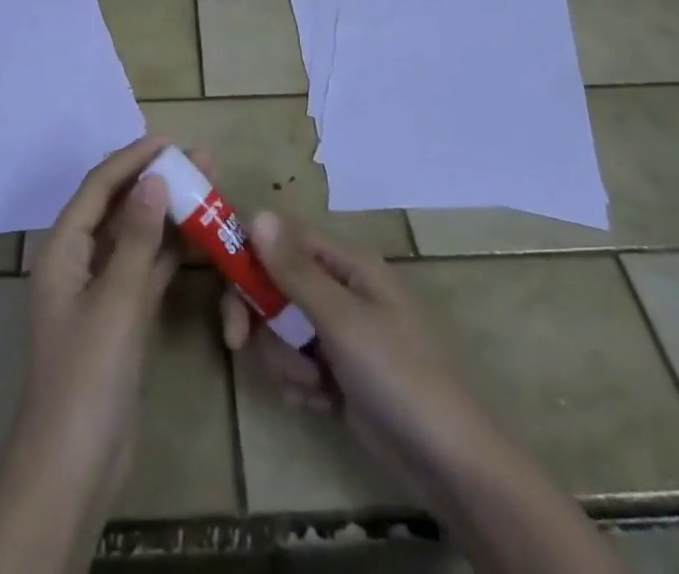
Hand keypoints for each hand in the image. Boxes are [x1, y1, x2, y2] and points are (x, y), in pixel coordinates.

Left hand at [16, 135, 179, 508]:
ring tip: (207, 187)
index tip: (169, 140)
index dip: (132, 160)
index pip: (99, 188)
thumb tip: (154, 179)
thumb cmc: (87, 376)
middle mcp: (78, 262)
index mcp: (63, 250)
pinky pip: (146, 270)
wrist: (73, 468)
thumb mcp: (115, 301)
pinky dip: (170, 252)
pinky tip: (199, 236)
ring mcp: (100, 291)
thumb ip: (138, 239)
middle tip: (198, 159)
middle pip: (118, 208)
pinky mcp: (120, 318)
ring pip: (136, 238)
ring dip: (167, 214)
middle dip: (155, 181)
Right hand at [219, 211, 490, 493]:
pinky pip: (298, 364)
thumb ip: (295, 270)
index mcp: (348, 264)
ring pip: (282, 329)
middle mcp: (342, 289)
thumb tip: (257, 213)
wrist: (452, 466)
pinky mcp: (339, 373)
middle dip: (259, 317)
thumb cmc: (400, 377)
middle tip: (239, 344)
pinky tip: (320, 404)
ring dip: (284, 360)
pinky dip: (300, 384)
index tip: (226, 291)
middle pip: (275, 284)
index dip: (249, 258)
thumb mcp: (343, 321)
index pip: (282, 239)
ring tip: (312, 387)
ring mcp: (341, 333)